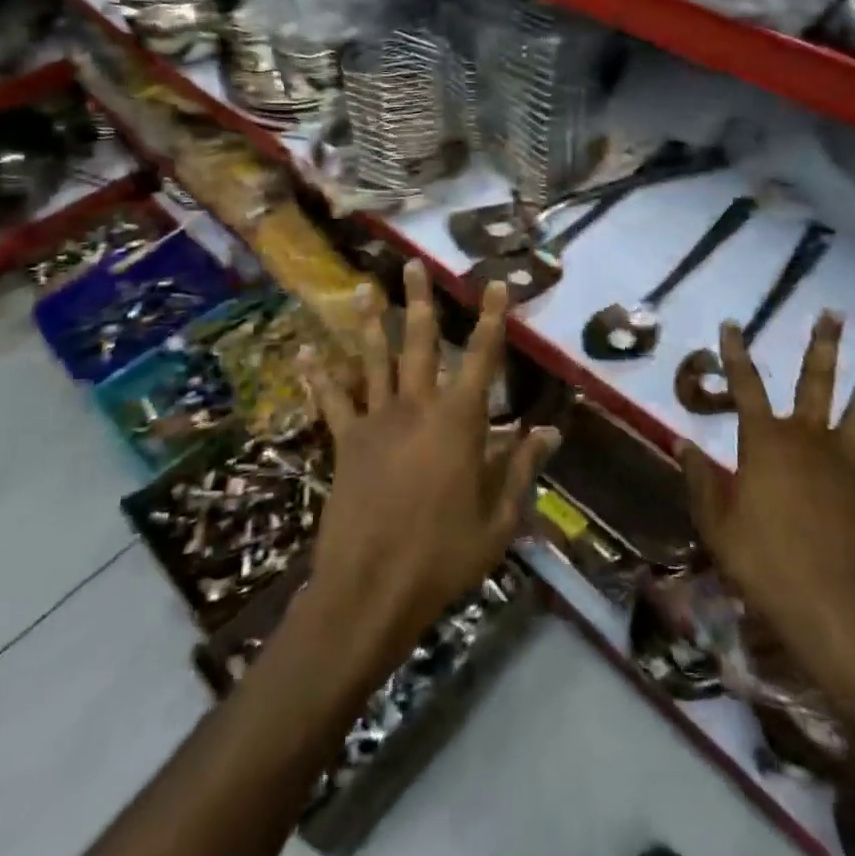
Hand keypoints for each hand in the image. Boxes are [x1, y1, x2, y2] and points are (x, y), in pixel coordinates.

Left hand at [302, 262, 557, 662]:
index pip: (481, 358)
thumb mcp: (498, 521)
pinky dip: (318, 376)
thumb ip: (522, 470)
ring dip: (368, 322)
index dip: (491, 318)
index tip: (494, 284)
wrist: (370, 591)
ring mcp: (376, 421)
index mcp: (458, 422)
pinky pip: (332, 401)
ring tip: (361, 288)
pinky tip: (304, 353)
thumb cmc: (442, 558)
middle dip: (419, 300)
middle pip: (418, 342)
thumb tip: (550, 432)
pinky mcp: (345, 442)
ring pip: (373, 360)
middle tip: (414, 264)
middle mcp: (416, 408)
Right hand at [681, 311, 854, 711]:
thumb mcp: (715, 520)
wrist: (827, 606)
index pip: (745, 386)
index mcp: (764, 441)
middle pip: (815, 381)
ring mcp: (844, 460)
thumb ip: (700, 477)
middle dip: (823, 345)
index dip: (736, 353)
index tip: (733, 324)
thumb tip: (682, 443)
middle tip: (833, 313)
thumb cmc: (761, 561)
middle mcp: (806, 438)